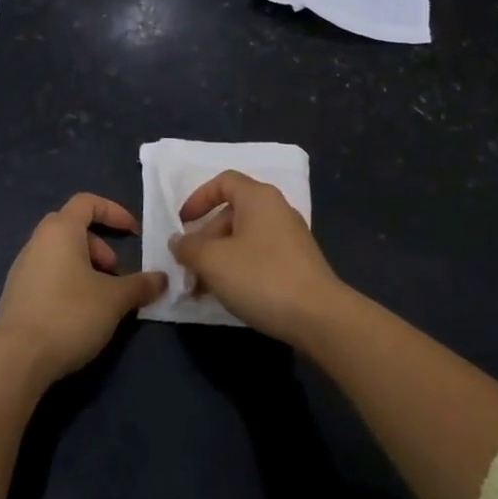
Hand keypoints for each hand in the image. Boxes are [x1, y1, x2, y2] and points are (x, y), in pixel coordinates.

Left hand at [0, 194, 165, 381]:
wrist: (16, 360)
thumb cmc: (70, 314)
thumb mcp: (115, 299)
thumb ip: (141, 285)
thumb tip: (162, 279)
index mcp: (60, 230)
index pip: (87, 202)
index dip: (113, 211)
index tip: (133, 232)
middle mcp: (37, 242)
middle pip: (73, 228)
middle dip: (100, 246)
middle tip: (115, 272)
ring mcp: (21, 269)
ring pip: (60, 254)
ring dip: (85, 267)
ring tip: (101, 298)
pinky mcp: (15, 296)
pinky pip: (47, 276)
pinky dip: (67, 283)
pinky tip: (78, 314)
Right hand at [171, 171, 346, 345]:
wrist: (318, 316)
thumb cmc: (261, 277)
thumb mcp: (214, 261)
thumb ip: (189, 248)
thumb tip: (178, 241)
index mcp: (258, 198)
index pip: (223, 182)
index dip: (198, 198)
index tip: (182, 223)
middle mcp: (276, 210)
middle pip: (231, 213)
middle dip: (205, 239)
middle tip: (188, 267)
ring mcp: (290, 237)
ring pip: (244, 238)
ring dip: (219, 258)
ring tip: (201, 289)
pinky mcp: (297, 263)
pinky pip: (259, 256)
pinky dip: (238, 269)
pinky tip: (227, 295)